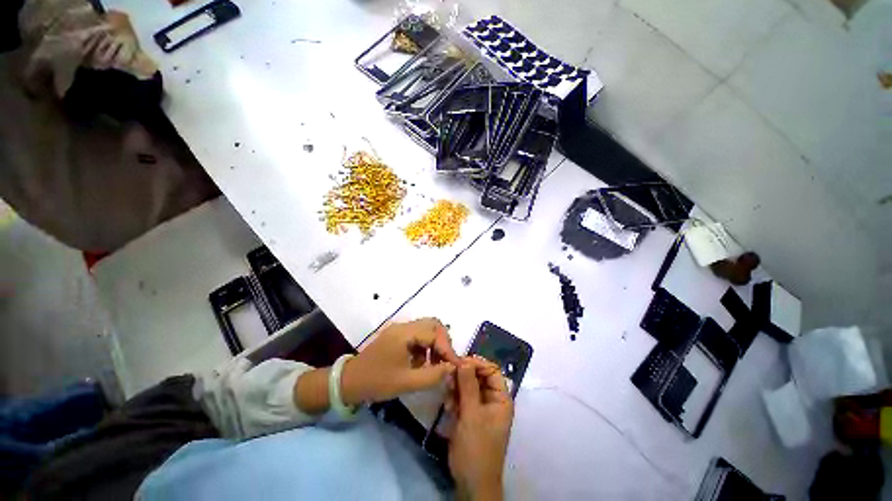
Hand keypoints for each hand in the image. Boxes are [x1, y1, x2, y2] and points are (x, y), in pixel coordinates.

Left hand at [341, 318, 459, 404]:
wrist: (349, 381)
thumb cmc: (377, 382)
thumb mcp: (406, 383)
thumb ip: (433, 375)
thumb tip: (452, 368)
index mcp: (405, 333)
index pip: (434, 334)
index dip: (447, 349)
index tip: (456, 365)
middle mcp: (404, 326)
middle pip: (433, 324)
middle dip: (443, 341)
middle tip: (446, 360)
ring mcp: (400, 329)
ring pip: (427, 328)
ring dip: (435, 343)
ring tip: (435, 363)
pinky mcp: (397, 335)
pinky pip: (418, 334)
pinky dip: (426, 345)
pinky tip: (422, 362)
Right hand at [449, 357, 513, 500]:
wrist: (471, 482)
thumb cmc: (476, 448)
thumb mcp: (472, 415)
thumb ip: (468, 386)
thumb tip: (464, 360)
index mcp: (501, 398)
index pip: (492, 370)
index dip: (477, 364)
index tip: (459, 362)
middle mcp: (492, 399)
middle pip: (478, 376)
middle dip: (463, 375)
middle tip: (449, 376)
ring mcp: (480, 407)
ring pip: (468, 385)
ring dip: (457, 387)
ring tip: (448, 395)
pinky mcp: (469, 414)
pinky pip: (462, 397)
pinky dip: (454, 398)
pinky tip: (448, 406)